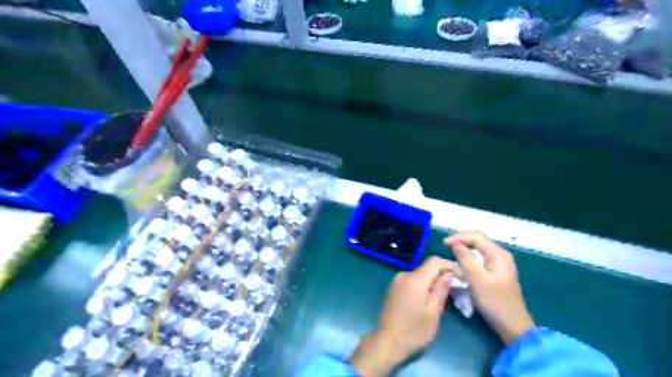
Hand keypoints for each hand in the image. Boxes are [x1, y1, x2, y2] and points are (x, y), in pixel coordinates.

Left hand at [347, 258, 456, 375]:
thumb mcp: (433, 312)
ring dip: (432, 282)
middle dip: (441, 276)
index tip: (460, 277)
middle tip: (454, 292)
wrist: (386, 342)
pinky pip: (412, 281)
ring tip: (442, 299)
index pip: (434, 261)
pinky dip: (422, 286)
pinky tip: (427, 301)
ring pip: (420, 275)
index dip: (449, 265)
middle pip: (427, 268)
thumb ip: (441, 290)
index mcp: (414, 279)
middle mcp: (404, 275)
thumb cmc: (413, 331)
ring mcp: (397, 281)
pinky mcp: (393, 288)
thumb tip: (449, 274)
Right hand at [445, 231, 535, 343]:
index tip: (443, 243)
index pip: (476, 236)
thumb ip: (466, 259)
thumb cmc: (494, 302)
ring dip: (464, 250)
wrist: (513, 326)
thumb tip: (455, 243)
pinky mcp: (496, 272)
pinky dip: (469, 259)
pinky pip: (480, 259)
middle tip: (445, 247)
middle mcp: (500, 255)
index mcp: (498, 254)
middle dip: (461, 241)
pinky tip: (461, 264)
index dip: (459, 237)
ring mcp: (499, 264)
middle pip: (478, 241)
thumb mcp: (477, 279)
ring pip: (478, 250)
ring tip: (450, 254)